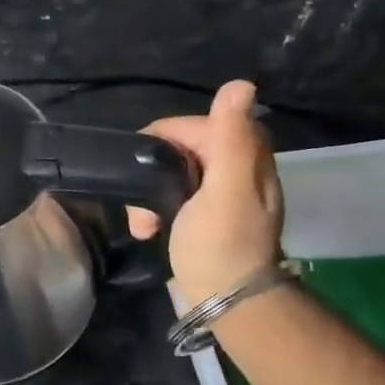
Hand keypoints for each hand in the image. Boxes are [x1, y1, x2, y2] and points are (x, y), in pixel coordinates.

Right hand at [130, 79, 284, 301]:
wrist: (226, 301)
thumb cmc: (220, 244)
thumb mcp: (224, 189)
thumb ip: (229, 137)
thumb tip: (241, 83)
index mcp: (246, 157)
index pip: (197, 124)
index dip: (164, 137)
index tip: (139, 160)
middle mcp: (236, 170)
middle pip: (181, 149)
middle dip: (152, 171)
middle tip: (139, 198)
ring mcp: (220, 196)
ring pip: (172, 175)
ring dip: (148, 195)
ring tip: (140, 222)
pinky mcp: (204, 217)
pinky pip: (172, 198)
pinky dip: (154, 210)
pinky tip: (147, 230)